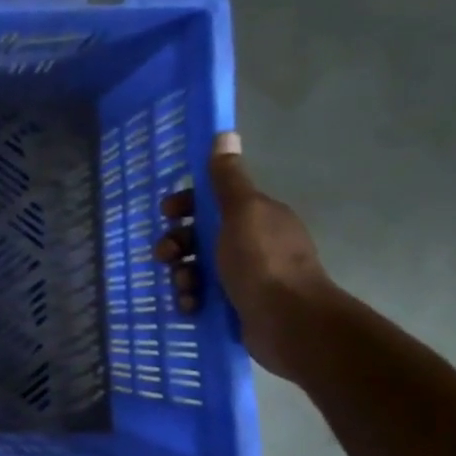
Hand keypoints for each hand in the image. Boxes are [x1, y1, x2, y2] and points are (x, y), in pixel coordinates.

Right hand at [156, 132, 338, 380]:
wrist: (289, 322)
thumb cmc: (261, 261)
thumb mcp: (241, 211)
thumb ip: (227, 178)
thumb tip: (225, 134)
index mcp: (256, 216)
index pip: (213, 201)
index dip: (186, 204)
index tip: (167, 214)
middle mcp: (253, 242)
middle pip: (200, 235)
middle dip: (177, 244)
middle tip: (165, 257)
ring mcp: (247, 276)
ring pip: (198, 267)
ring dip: (181, 274)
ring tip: (183, 287)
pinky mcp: (239, 305)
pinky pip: (203, 296)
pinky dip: (192, 299)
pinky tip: (190, 306)